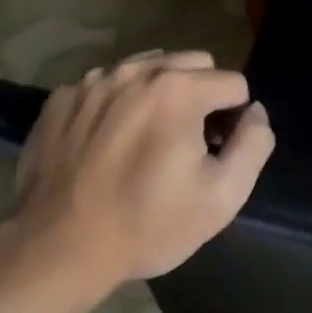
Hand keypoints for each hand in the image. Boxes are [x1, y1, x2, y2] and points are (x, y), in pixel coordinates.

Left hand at [8, 50, 274, 291]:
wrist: (57, 249)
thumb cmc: (148, 225)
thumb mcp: (223, 196)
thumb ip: (254, 143)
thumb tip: (254, 112)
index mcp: (179, 89)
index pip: (233, 83)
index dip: (234, 119)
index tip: (215, 152)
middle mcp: (136, 71)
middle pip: (193, 63)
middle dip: (202, 95)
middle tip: (187, 141)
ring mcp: (93, 82)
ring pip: (148, 67)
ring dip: (159, 93)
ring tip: (148, 138)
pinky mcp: (61, 99)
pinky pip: (106, 85)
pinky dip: (118, 104)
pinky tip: (108, 143)